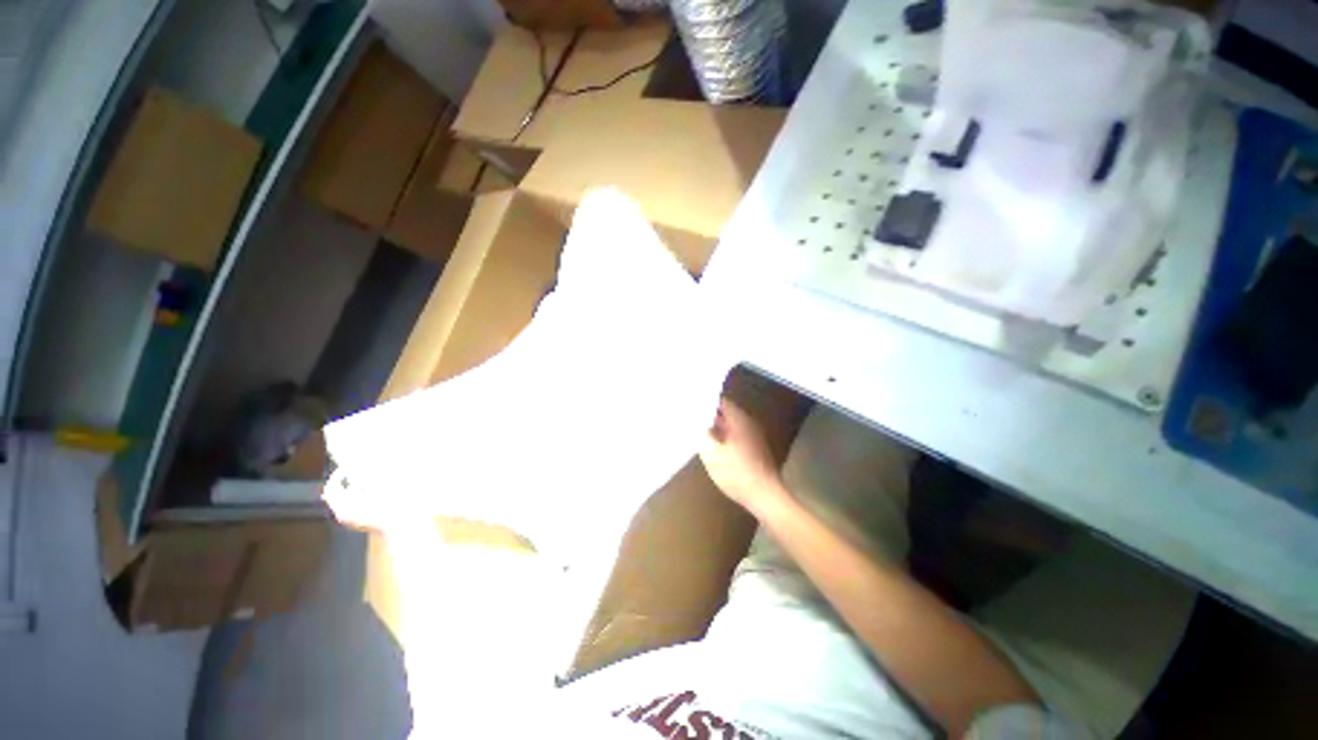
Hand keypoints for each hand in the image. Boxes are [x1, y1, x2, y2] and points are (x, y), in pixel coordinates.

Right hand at [699, 398, 787, 515]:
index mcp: (739, 419)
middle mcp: (748, 423)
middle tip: (690, 417)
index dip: (705, 401)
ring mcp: (753, 437)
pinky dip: (723, 437)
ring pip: (730, 425)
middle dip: (709, 414)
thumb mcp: (712, 454)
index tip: (691, 403)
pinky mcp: (754, 450)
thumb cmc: (736, 473)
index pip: (721, 401)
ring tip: (697, 430)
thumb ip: (702, 434)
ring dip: (715, 427)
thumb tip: (695, 422)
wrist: (764, 496)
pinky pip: (735, 436)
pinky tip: (712, 446)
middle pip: (726, 413)